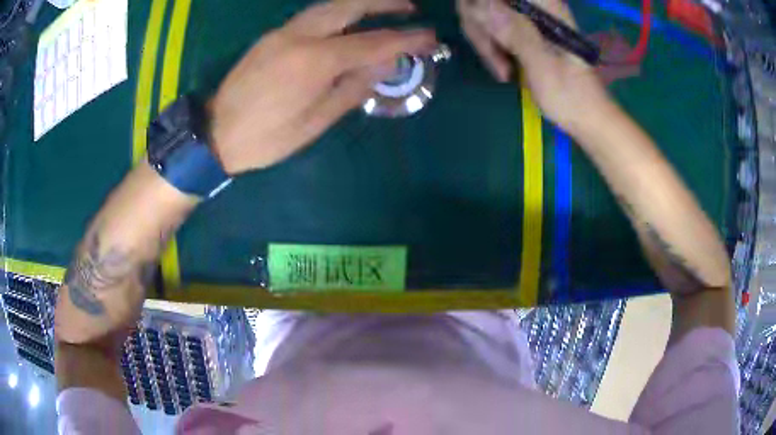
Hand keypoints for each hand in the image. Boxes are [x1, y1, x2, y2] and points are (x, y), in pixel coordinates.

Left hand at [210, 0, 436, 174]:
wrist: (215, 133)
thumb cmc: (266, 138)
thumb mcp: (315, 122)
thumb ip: (352, 88)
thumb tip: (385, 65)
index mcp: (314, 61)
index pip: (372, 43)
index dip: (405, 39)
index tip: (431, 37)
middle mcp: (299, 36)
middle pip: (350, 6)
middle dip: (385, 3)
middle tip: (411, 7)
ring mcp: (282, 32)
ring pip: (329, 5)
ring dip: (361, 3)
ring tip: (385, 9)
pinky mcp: (272, 36)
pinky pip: (313, 16)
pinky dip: (338, 13)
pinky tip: (349, 22)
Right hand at [457, 0, 609, 132]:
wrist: (585, 114)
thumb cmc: (570, 95)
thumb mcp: (543, 66)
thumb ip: (516, 33)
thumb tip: (484, 6)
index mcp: (544, 6)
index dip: (481, 6)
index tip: (486, 30)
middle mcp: (533, 4)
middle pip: (482, 0)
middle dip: (479, 26)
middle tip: (496, 58)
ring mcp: (525, 15)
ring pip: (481, 11)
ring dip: (483, 40)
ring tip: (503, 70)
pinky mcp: (521, 27)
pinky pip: (489, 25)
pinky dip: (489, 45)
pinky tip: (503, 66)